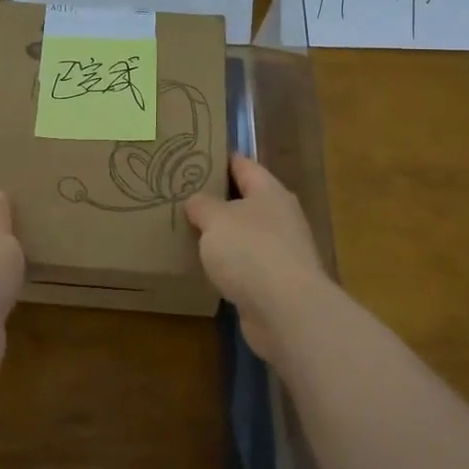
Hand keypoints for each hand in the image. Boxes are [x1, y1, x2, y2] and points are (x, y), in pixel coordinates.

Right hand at [186, 154, 326, 365]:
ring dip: (223, 235)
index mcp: (270, 191)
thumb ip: (202, 205)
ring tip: (189, 231)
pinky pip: (246, 265)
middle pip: (245, 199)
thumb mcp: (215, 219)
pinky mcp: (276, 282)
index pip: (242, 164)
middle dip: (217, 199)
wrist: (285, 311)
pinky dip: (228, 264)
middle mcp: (280, 216)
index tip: (193, 158)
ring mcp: (281, 251)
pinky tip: (206, 268)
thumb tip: (197, 201)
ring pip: (245, 234)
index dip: (219, 159)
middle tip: (182, 196)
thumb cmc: (250, 250)